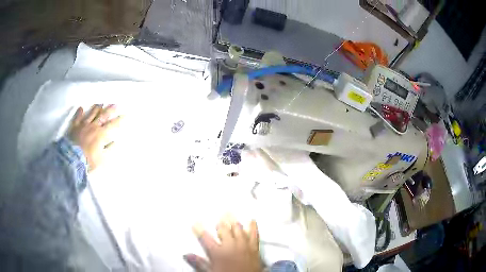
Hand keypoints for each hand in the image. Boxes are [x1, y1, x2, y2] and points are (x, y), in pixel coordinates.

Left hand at [68, 104, 121, 171]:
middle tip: (115, 104)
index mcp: (101, 134)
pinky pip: (77, 118)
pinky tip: (81, 108)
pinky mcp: (75, 127)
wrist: (73, 158)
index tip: (125, 114)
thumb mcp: (102, 158)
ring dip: (97, 108)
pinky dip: (79, 112)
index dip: (119, 119)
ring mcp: (83, 125)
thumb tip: (116, 142)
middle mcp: (93, 126)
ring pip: (91, 114)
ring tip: (101, 103)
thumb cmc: (89, 160)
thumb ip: (109, 149)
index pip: (112, 125)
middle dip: (110, 109)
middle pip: (103, 115)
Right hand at [184, 217, 261, 271]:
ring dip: (233, 221)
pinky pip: (254, 234)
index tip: (195, 223)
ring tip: (230, 213)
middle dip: (220, 223)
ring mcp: (243, 245)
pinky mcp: (254, 247)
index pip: (205, 238)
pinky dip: (253, 227)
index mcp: (218, 252)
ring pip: (238, 229)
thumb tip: (186, 254)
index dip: (199, 229)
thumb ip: (199, 263)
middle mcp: (230, 246)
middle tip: (219, 217)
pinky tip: (252, 220)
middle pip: (223, 230)